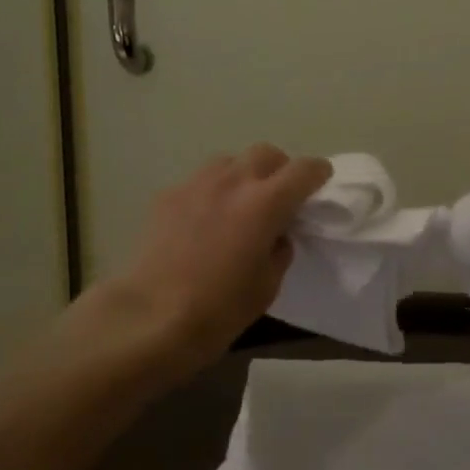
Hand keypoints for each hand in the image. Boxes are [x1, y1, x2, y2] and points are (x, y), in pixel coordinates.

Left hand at [100, 145, 331, 377]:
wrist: (149, 316)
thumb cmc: (218, 309)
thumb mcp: (267, 286)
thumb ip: (279, 250)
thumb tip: (275, 235)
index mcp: (265, 203)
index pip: (304, 170)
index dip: (318, 174)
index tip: (320, 184)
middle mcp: (232, 181)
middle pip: (266, 153)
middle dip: (279, 169)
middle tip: (279, 196)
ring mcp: (196, 184)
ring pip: (229, 161)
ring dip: (243, 175)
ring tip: (239, 203)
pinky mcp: (167, 195)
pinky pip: (199, 182)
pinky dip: (211, 192)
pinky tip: (203, 220)